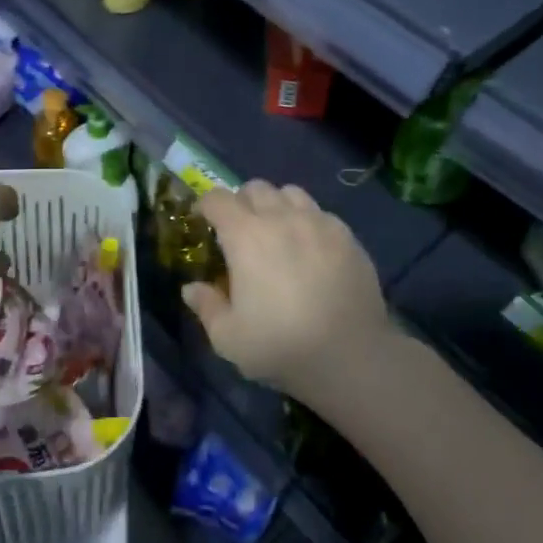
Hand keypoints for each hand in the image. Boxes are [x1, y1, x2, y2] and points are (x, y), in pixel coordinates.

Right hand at [181, 181, 394, 402]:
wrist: (351, 355)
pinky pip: (319, 212)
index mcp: (245, 236)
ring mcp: (317, 222)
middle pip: (255, 188)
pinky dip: (307, 220)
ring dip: (276, 205)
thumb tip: (191, 288)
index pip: (217, 199)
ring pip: (290, 193)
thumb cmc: (281, 346)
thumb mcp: (228, 338)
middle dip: (241, 202)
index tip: (203, 221)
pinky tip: (309, 247)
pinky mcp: (346, 234)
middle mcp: (280, 217)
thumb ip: (206, 307)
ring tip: (277, 231)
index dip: (206, 205)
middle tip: (240, 230)